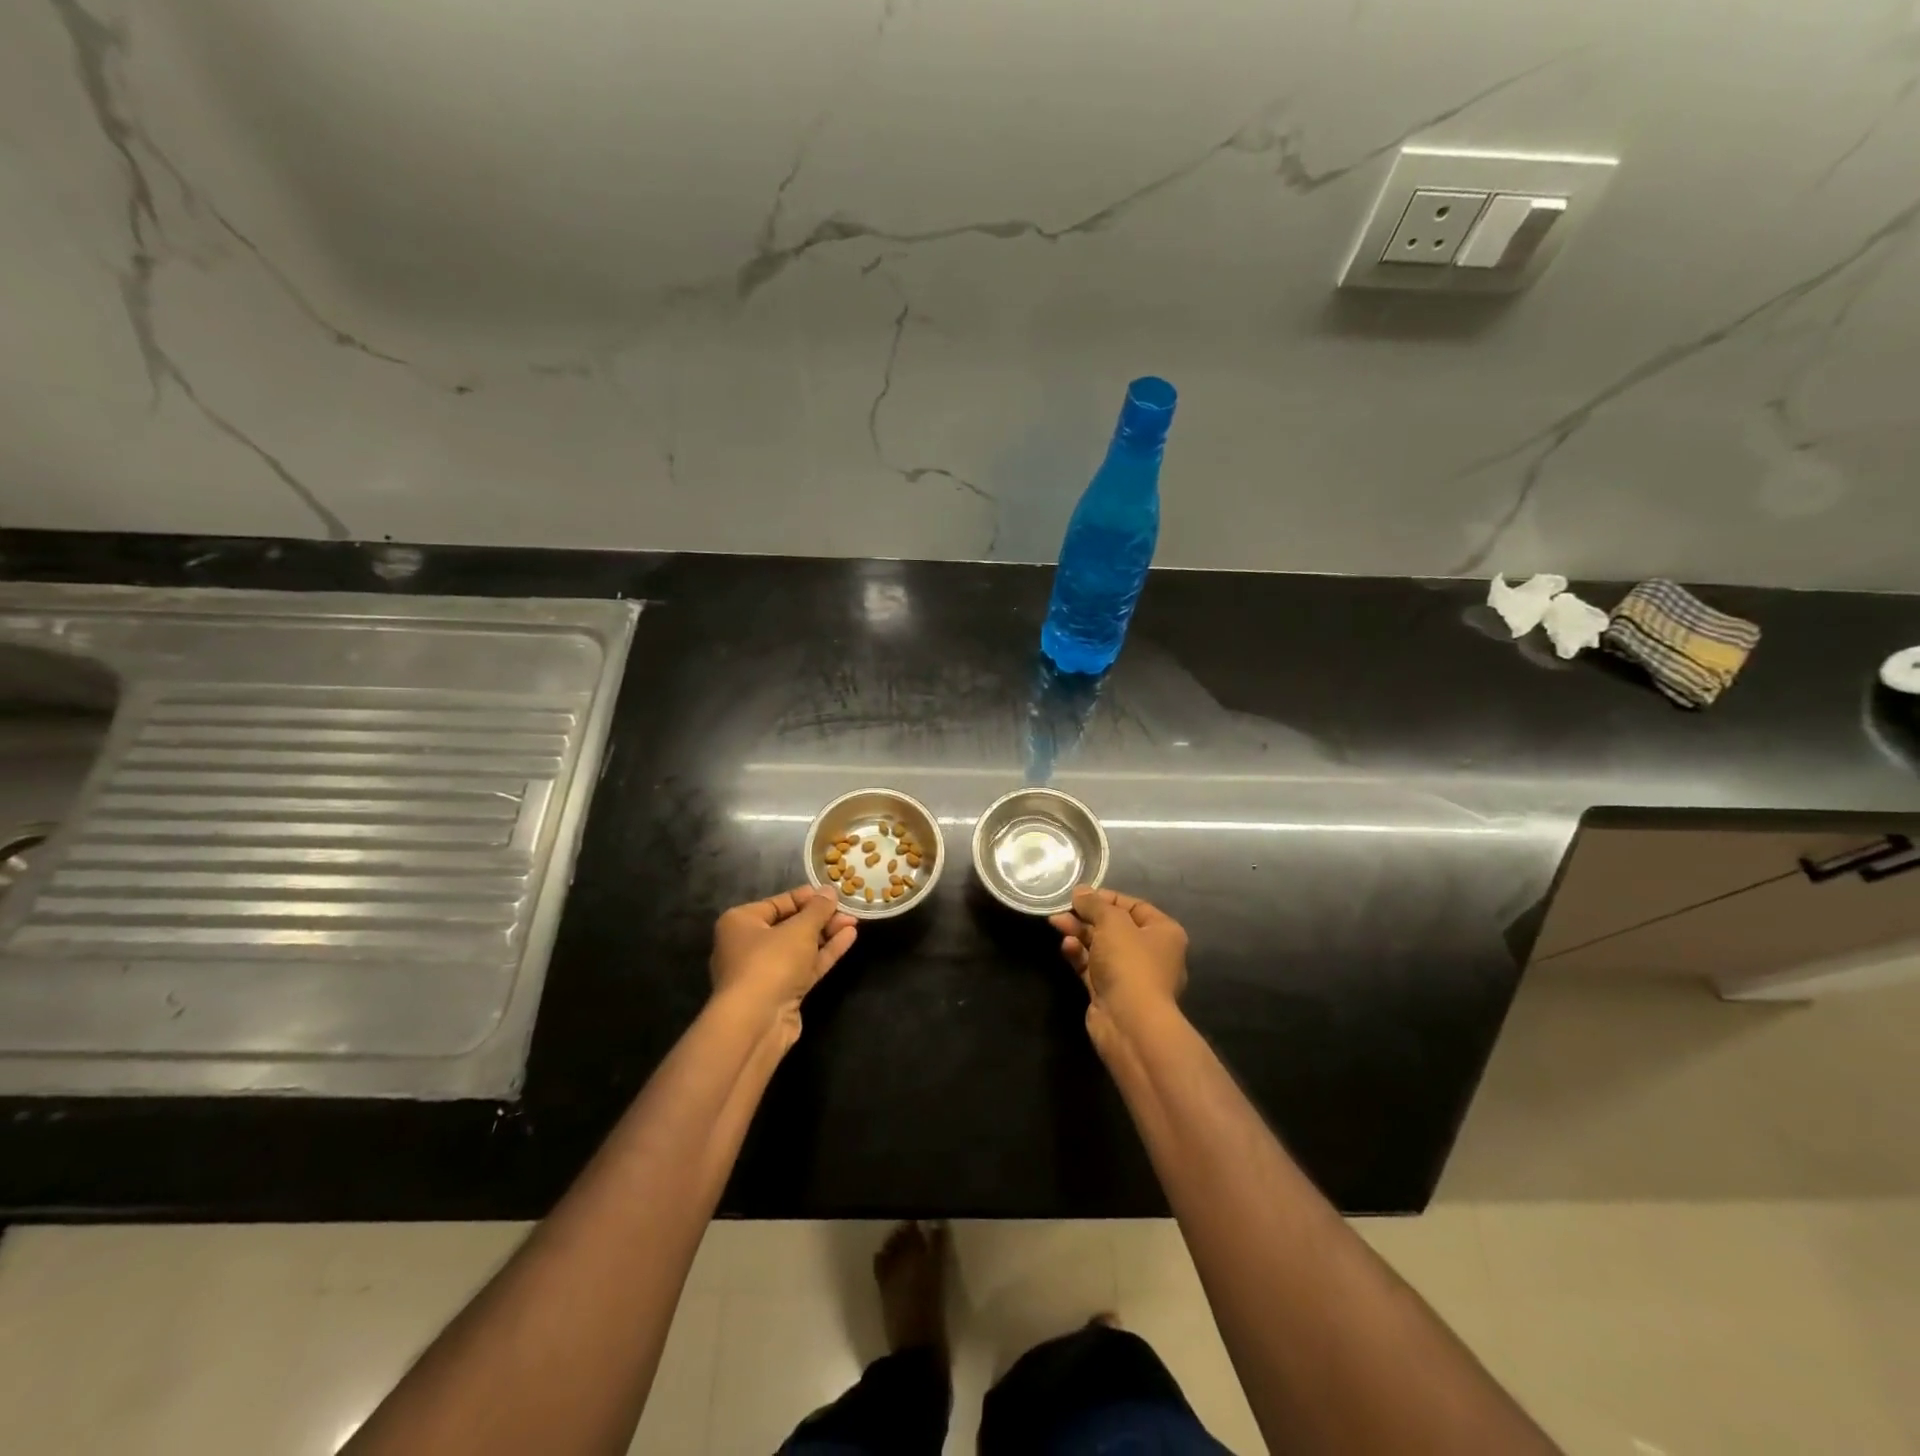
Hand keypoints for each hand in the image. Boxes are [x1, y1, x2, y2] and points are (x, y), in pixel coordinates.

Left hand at [710, 886, 857, 1044]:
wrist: (756, 1022)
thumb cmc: (770, 962)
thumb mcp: (799, 929)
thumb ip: (818, 909)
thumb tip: (829, 891)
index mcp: (740, 922)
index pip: (778, 902)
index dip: (807, 897)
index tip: (833, 893)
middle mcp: (748, 945)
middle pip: (789, 925)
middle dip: (820, 918)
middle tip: (848, 910)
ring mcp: (765, 971)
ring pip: (800, 947)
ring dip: (826, 934)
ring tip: (854, 921)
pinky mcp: (781, 992)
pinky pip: (805, 966)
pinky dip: (825, 953)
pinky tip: (848, 938)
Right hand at [1049, 886, 1187, 1046]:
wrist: (1130, 1023)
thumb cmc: (1130, 963)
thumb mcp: (1112, 923)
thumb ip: (1095, 904)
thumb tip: (1080, 892)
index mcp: (1164, 933)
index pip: (1134, 906)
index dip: (1107, 898)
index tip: (1080, 894)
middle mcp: (1151, 953)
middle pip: (1115, 927)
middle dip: (1087, 916)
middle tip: (1062, 909)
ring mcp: (1131, 976)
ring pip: (1101, 947)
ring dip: (1080, 934)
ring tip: (1056, 924)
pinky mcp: (1111, 992)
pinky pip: (1092, 967)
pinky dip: (1079, 955)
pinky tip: (1066, 947)